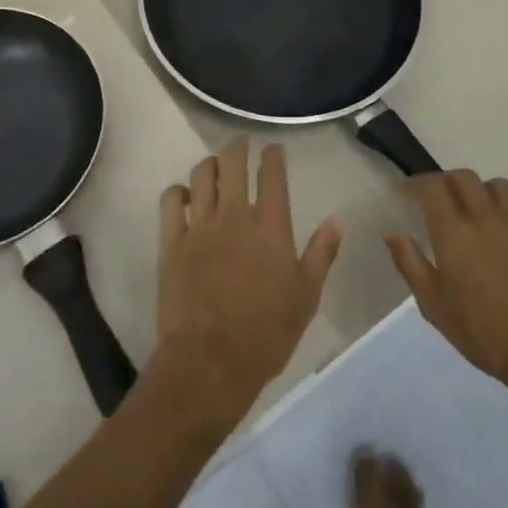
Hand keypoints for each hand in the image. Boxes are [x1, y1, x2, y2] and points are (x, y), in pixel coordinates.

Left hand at [155, 140, 340, 420]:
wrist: (211, 362)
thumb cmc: (266, 335)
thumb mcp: (306, 297)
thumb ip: (321, 254)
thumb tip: (336, 220)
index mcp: (271, 227)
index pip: (272, 175)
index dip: (273, 155)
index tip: (273, 148)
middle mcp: (235, 216)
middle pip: (233, 163)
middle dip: (238, 147)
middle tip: (241, 145)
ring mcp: (200, 226)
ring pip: (201, 174)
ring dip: (210, 164)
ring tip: (215, 166)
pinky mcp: (172, 241)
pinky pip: (171, 200)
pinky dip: (178, 191)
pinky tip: (184, 196)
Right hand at [386, 170, 507, 399]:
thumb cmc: (483, 332)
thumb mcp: (434, 306)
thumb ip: (410, 264)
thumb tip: (394, 234)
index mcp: (454, 232)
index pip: (432, 187)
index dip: (416, 184)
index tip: (406, 193)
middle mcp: (486, 218)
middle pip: (463, 177)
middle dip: (445, 181)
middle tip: (436, 200)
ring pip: (495, 186)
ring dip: (478, 190)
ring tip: (472, 211)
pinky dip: (503, 210)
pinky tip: (501, 235)